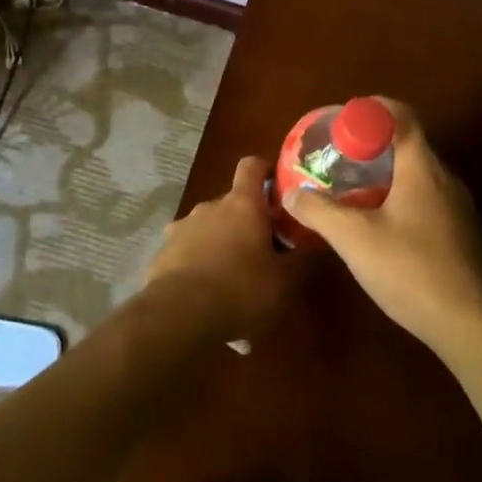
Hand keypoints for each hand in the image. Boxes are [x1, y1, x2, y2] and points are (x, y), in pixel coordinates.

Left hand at [145, 157, 306, 341]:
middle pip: (232, 204)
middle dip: (246, 224)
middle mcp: (209, 207)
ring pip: (208, 230)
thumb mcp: (285, 281)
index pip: (252, 166)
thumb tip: (319, 241)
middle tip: (262, 253)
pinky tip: (206, 300)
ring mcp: (181, 229)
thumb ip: (303, 259)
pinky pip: (186, 254)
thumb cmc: (241, 289)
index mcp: (242, 204)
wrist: (179, 315)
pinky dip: (198, 268)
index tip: (276, 185)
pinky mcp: (162, 255)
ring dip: (220, 246)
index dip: (265, 169)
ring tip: (232, 284)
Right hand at [282, 99, 481, 357]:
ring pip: (417, 176)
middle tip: (338, 159)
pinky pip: (427, 200)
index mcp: (422, 168)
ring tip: (353, 192)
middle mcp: (445, 179)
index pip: (401, 116)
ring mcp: (458, 208)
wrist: (473, 327)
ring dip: (386, 176)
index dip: (372, 109)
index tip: (342, 121)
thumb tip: (291, 193)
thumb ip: (320, 212)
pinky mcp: (462, 235)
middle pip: (407, 145)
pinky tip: (381, 227)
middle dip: (372, 146)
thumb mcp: (355, 240)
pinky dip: (401, 199)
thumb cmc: (412, 271)